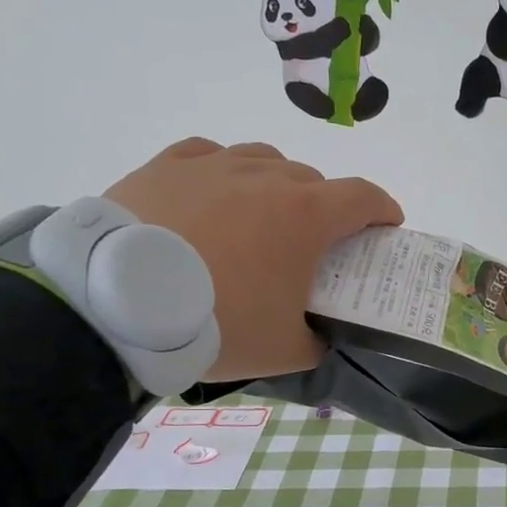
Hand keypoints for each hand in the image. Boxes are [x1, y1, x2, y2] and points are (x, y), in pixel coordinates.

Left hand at [105, 137, 402, 381]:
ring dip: (276, 184)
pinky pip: (209, 155)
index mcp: (306, 216)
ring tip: (260, 217)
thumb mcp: (284, 351)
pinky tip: (213, 193)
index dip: (384, 210)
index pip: (364, 197)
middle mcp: (267, 177)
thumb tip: (324, 340)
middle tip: (312, 244)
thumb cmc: (218, 324)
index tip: (387, 227)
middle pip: (313, 180)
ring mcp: (214, 165)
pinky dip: (223, 173)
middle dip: (325, 207)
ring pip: (263, 159)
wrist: (119, 306)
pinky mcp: (167, 165)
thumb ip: (318, 344)